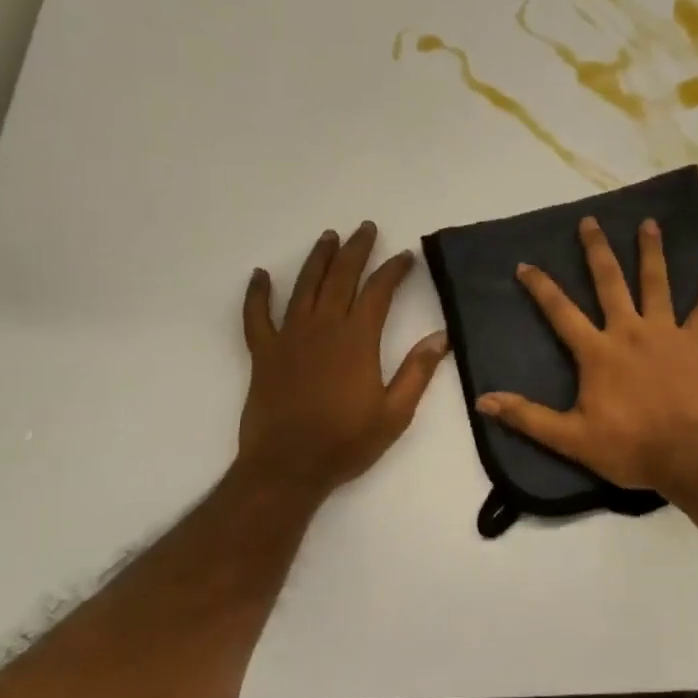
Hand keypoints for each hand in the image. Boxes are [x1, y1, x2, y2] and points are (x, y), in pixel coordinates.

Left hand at [238, 223, 448, 497]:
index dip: (393, 270)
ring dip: (318, 259)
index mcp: (357, 339)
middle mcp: (323, 327)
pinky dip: (257, 293)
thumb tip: (441, 336)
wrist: (288, 468)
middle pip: (341, 277)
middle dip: (356, 250)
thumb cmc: (346, 442)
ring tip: (328, 237)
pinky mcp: (263, 352)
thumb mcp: (395, 413)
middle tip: (365, 229)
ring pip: (304, 286)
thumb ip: (417, 372)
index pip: (379, 291)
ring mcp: (289, 337)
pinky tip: (261, 275)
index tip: (405, 257)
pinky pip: (256, 316)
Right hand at [476, 216, 697, 490]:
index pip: (560, 311)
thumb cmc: (628, 447)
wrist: (687, 457)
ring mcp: (665, 334)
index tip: (525, 264)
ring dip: (651, 252)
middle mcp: (629, 331)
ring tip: (649, 222)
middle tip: (590, 221)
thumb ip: (527, 417)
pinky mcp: (695, 346)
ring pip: (656, 284)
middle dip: (597, 250)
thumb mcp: (570, 438)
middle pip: (609, 282)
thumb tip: (482, 401)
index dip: (541, 287)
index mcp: (597, 351)